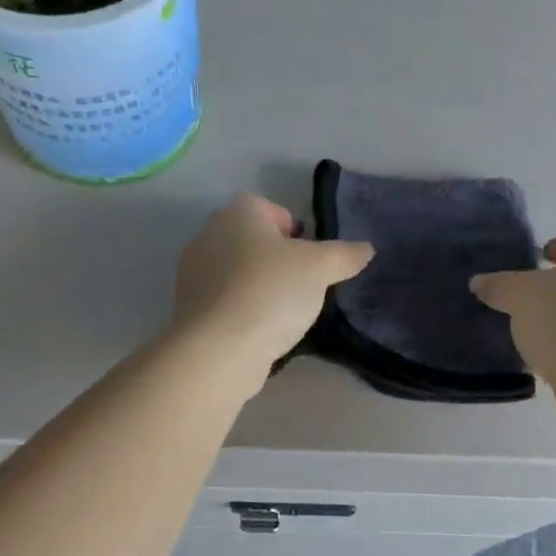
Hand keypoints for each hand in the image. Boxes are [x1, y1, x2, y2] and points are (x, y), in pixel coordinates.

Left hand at [173, 193, 373, 387]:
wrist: (219, 349)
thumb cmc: (270, 292)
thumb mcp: (320, 268)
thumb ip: (344, 255)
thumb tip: (365, 249)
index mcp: (235, 214)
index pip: (265, 206)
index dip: (291, 227)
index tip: (309, 255)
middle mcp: (207, 236)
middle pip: (251, 240)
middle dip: (278, 260)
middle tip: (304, 285)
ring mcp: (193, 275)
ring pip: (237, 273)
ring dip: (261, 287)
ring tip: (287, 313)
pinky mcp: (190, 310)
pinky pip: (226, 302)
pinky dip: (244, 312)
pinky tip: (263, 333)